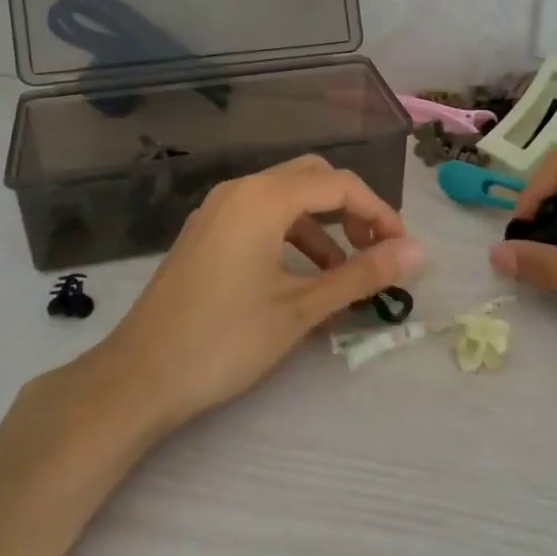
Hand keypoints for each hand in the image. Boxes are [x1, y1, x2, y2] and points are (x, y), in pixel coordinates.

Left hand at [85, 155, 422, 434]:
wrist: (138, 377)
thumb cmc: (225, 340)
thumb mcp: (301, 308)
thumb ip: (362, 274)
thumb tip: (417, 252)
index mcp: (264, 198)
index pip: (340, 185)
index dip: (380, 212)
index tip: (402, 250)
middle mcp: (240, 190)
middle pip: (312, 178)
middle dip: (352, 209)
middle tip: (376, 249)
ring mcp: (217, 210)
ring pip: (286, 197)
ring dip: (323, 224)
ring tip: (344, 270)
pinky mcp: (206, 233)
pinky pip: (261, 215)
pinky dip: (292, 234)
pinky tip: (302, 276)